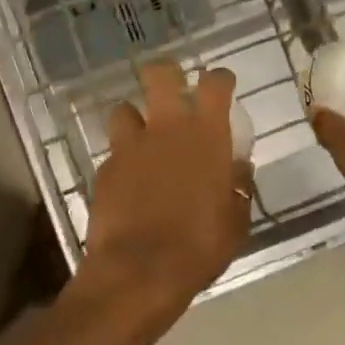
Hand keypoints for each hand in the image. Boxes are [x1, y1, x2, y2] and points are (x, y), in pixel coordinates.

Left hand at [78, 61, 252, 322]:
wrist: (140, 269)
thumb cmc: (200, 246)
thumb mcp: (235, 222)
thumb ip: (238, 187)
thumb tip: (238, 168)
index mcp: (206, 136)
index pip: (214, 84)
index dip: (219, 78)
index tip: (221, 84)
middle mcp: (166, 128)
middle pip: (160, 74)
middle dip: (166, 74)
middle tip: (173, 89)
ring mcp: (130, 145)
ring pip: (124, 108)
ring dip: (135, 118)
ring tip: (142, 138)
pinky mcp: (105, 167)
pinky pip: (114, 151)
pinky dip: (123, 159)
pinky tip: (129, 180)